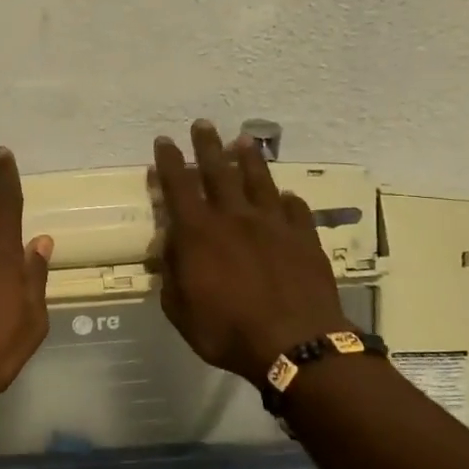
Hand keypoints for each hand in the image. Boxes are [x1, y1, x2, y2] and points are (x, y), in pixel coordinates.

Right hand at [151, 119, 352, 383]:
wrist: (295, 343)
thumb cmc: (227, 331)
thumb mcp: (180, 309)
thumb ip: (172, 273)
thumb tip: (171, 247)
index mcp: (199, 232)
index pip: (178, 186)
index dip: (169, 161)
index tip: (164, 141)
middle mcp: (234, 217)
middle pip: (218, 170)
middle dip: (208, 145)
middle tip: (202, 125)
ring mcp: (273, 224)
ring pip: (258, 180)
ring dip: (248, 158)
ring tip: (243, 140)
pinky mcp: (303, 236)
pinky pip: (294, 208)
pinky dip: (285, 199)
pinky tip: (284, 196)